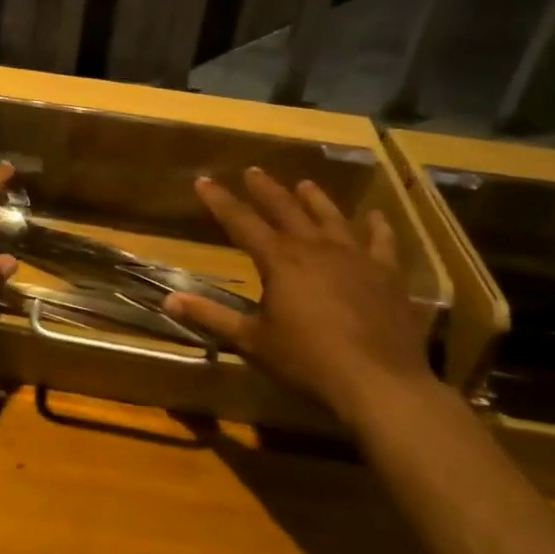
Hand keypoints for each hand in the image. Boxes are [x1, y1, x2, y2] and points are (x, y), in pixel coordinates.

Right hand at [163, 168, 426, 430]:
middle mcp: (315, 247)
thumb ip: (212, 316)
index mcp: (279, 260)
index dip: (220, 201)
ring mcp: (354, 257)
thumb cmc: (307, 361)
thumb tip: (168, 300)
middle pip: (286, 209)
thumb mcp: (252, 340)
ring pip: (331, 217)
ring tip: (304, 184)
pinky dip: (377, 227)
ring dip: (315, 199)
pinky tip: (376, 216)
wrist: (378, 382)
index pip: (241, 221)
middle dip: (266, 189)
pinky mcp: (386, 273)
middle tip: (253, 171)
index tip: (204, 180)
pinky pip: (381, 242)